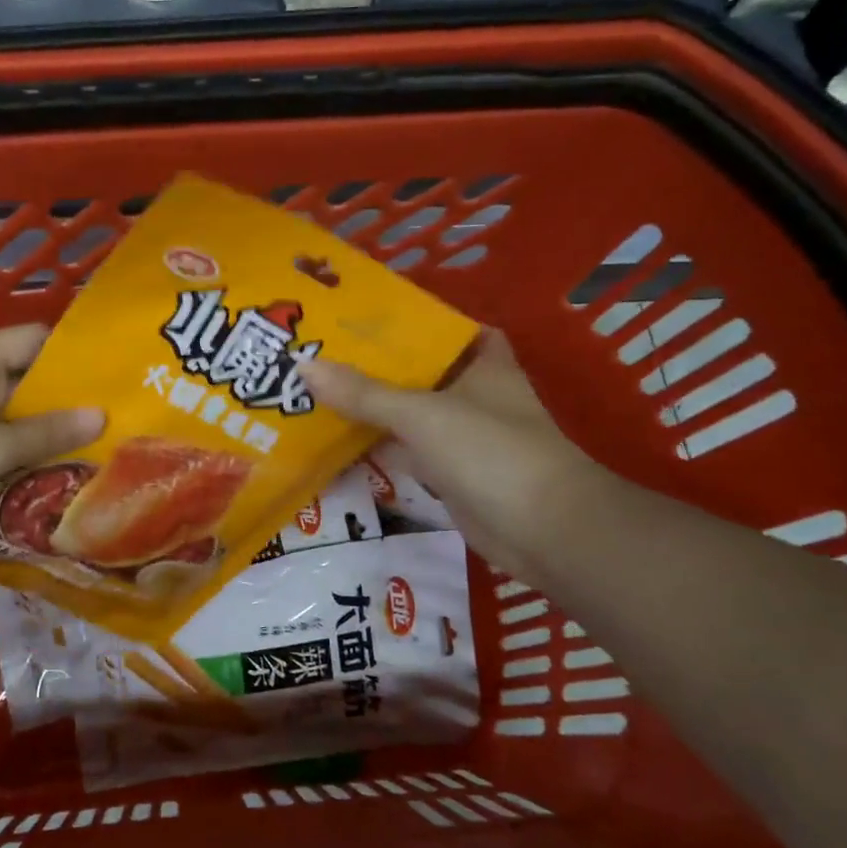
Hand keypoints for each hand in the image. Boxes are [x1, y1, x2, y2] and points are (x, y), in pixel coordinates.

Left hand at [0, 325, 104, 536]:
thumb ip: (46, 433)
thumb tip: (102, 415)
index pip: (37, 340)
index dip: (76, 356)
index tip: (117, 377)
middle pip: (28, 384)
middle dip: (68, 406)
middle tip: (119, 426)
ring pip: (11, 421)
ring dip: (45, 439)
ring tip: (97, 457)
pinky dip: (17, 462)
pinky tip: (51, 483)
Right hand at [303, 331, 600, 571]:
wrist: (543, 531)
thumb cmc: (490, 451)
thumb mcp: (422, 413)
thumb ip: (364, 393)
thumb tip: (303, 366)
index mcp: (482, 364)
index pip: (449, 329)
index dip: (414, 320)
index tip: (366, 316)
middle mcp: (475, 395)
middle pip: (420, 372)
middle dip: (378, 365)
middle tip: (324, 351)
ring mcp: (464, 438)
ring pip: (411, 414)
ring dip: (375, 408)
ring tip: (318, 389)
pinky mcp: (452, 475)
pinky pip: (408, 452)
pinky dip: (381, 447)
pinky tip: (340, 440)